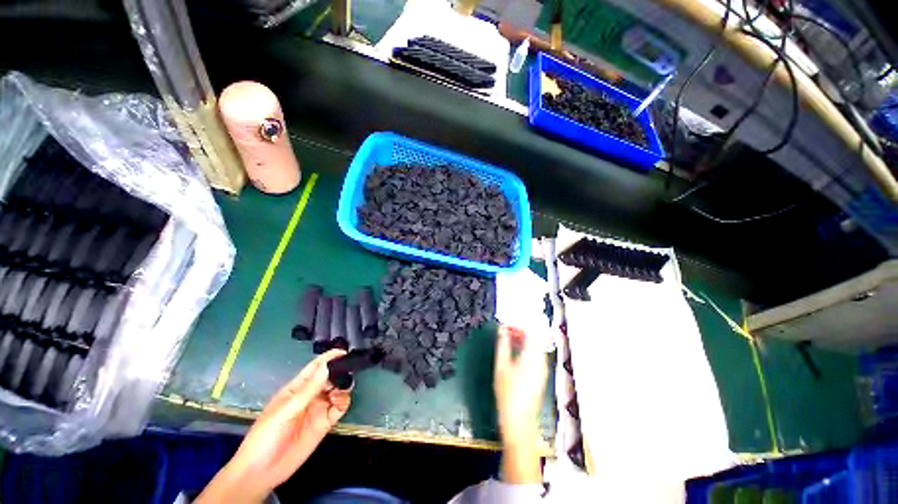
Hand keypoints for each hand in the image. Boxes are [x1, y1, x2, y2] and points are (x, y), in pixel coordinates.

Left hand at [197, 350, 350, 502]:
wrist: (261, 473)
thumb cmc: (265, 437)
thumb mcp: (285, 412)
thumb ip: (308, 391)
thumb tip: (327, 367)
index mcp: (297, 388)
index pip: (315, 367)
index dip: (329, 358)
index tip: (344, 352)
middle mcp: (310, 396)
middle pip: (330, 377)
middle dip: (340, 371)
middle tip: (348, 372)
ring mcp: (318, 409)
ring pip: (338, 390)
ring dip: (344, 386)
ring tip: (342, 389)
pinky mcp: (325, 423)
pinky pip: (340, 407)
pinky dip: (344, 401)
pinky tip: (340, 402)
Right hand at [494, 325, 547, 483]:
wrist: (519, 422)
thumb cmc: (508, 393)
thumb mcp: (501, 366)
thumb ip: (503, 344)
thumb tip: (502, 329)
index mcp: (533, 356)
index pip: (531, 330)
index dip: (519, 323)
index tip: (507, 322)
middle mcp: (541, 359)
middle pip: (534, 337)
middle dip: (520, 329)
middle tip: (505, 329)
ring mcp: (542, 368)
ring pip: (534, 345)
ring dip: (522, 338)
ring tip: (506, 338)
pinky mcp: (540, 374)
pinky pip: (534, 354)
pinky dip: (525, 348)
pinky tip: (513, 351)